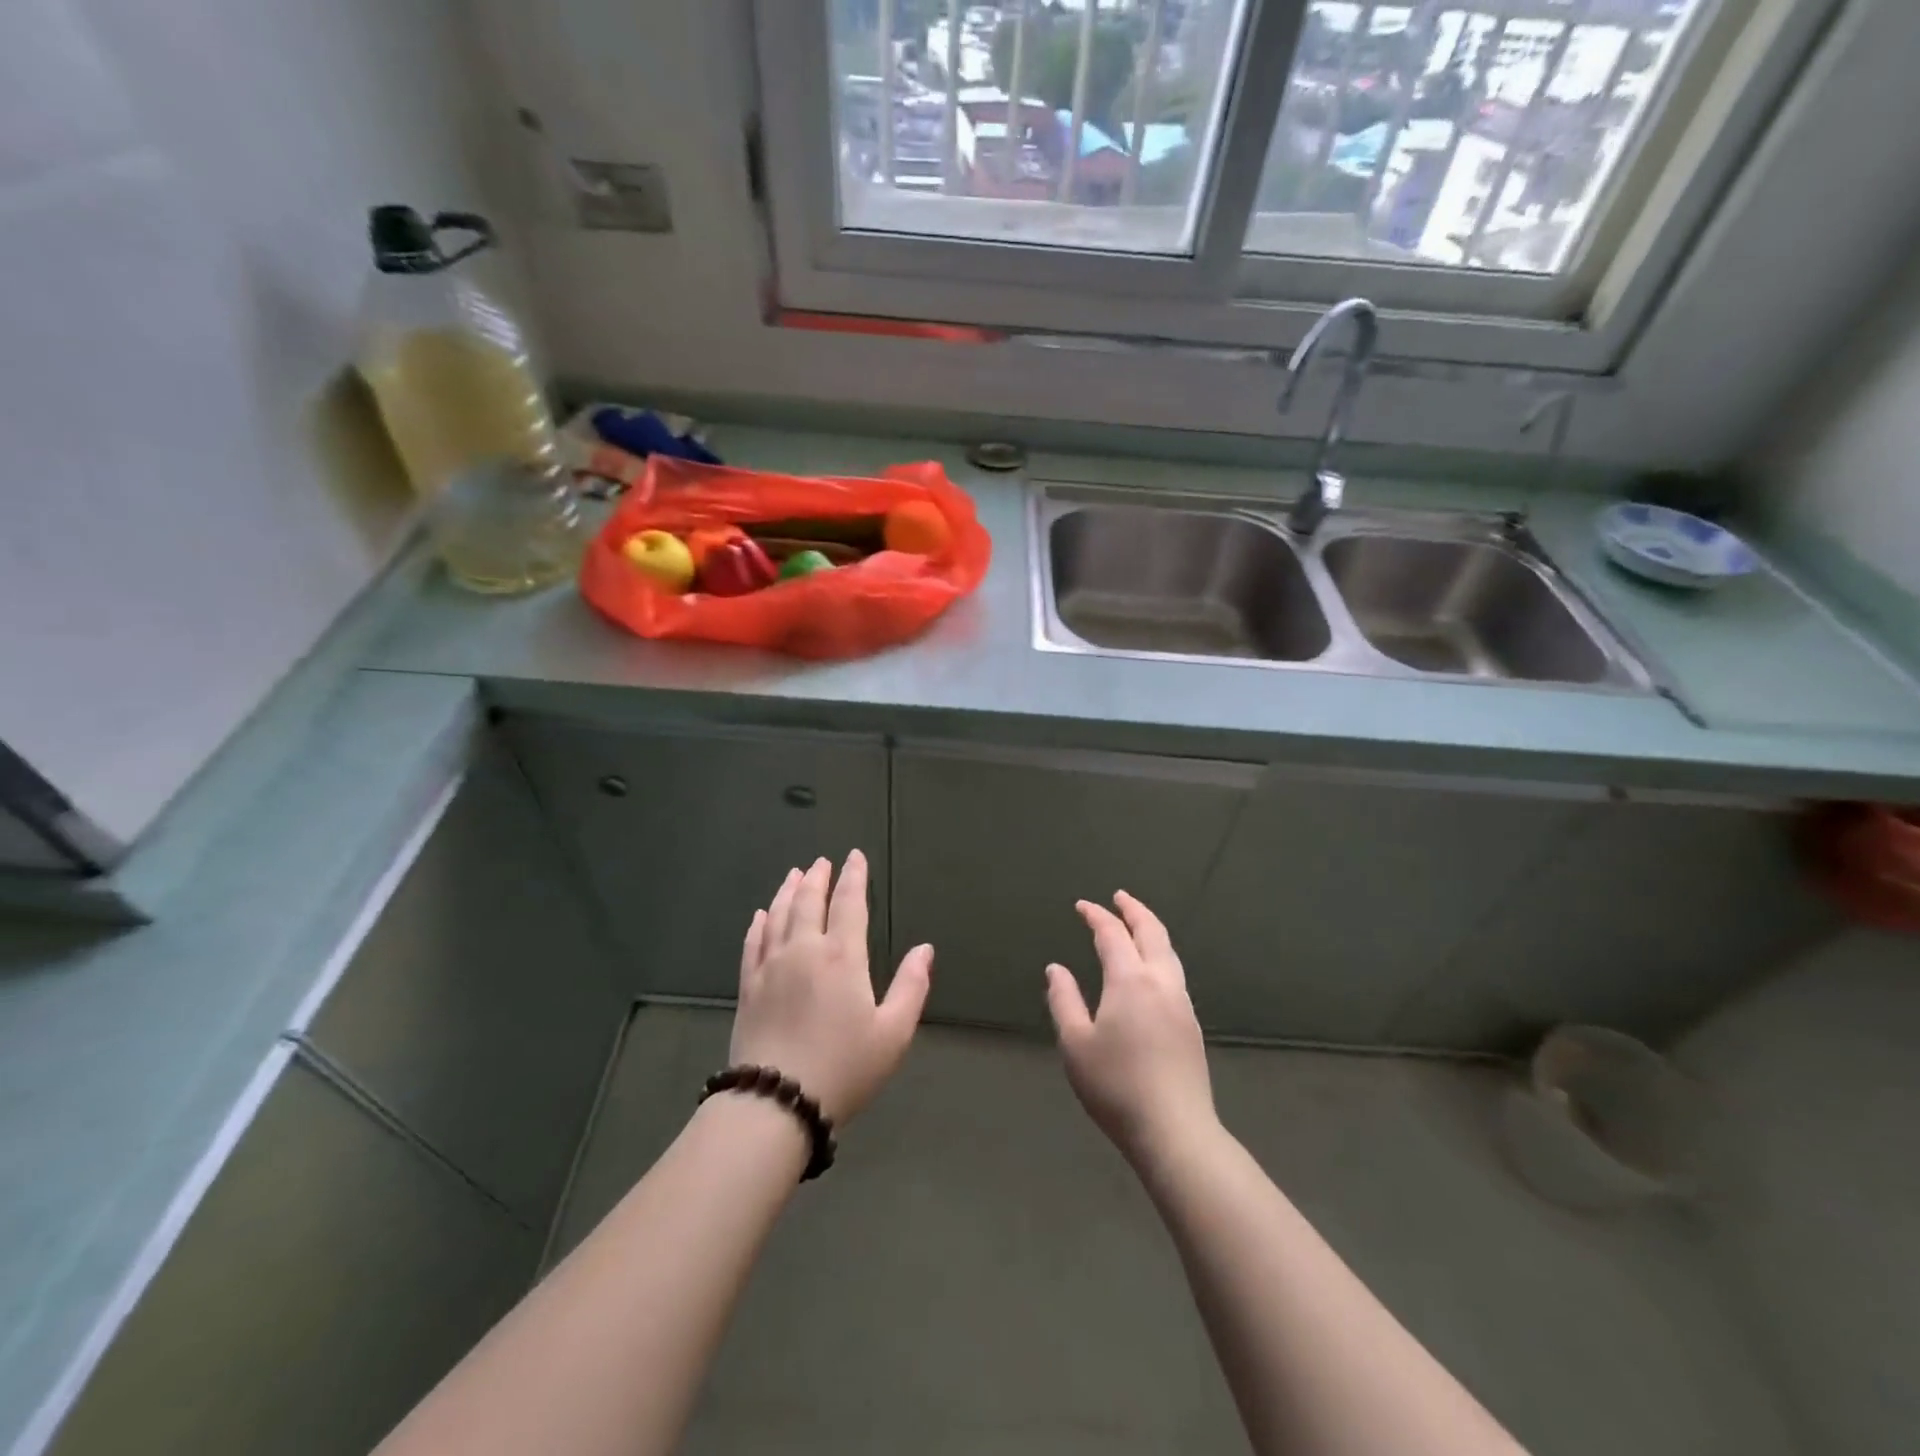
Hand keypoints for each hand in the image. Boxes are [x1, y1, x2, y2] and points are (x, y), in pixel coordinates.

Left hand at [731, 851, 932, 1125]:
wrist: (777, 1103)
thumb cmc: (844, 1067)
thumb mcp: (893, 1033)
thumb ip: (911, 987)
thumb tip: (925, 949)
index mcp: (842, 957)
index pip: (849, 904)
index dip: (853, 877)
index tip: (854, 857)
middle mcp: (804, 950)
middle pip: (809, 901)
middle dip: (817, 878)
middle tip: (822, 862)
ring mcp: (771, 967)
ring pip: (779, 916)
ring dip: (788, 891)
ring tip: (794, 875)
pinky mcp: (748, 987)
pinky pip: (753, 943)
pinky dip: (760, 923)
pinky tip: (762, 915)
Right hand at [1046, 892, 1217, 1165]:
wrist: (1175, 1131)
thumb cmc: (1116, 1086)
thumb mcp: (1075, 1043)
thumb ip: (1064, 1000)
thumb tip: (1056, 968)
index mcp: (1130, 980)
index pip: (1112, 934)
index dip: (1096, 916)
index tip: (1082, 906)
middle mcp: (1161, 982)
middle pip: (1151, 932)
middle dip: (1134, 910)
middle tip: (1119, 897)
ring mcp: (1181, 1002)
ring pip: (1169, 951)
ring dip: (1151, 930)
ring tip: (1137, 924)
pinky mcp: (1192, 1024)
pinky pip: (1174, 972)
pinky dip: (1160, 954)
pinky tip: (1151, 968)